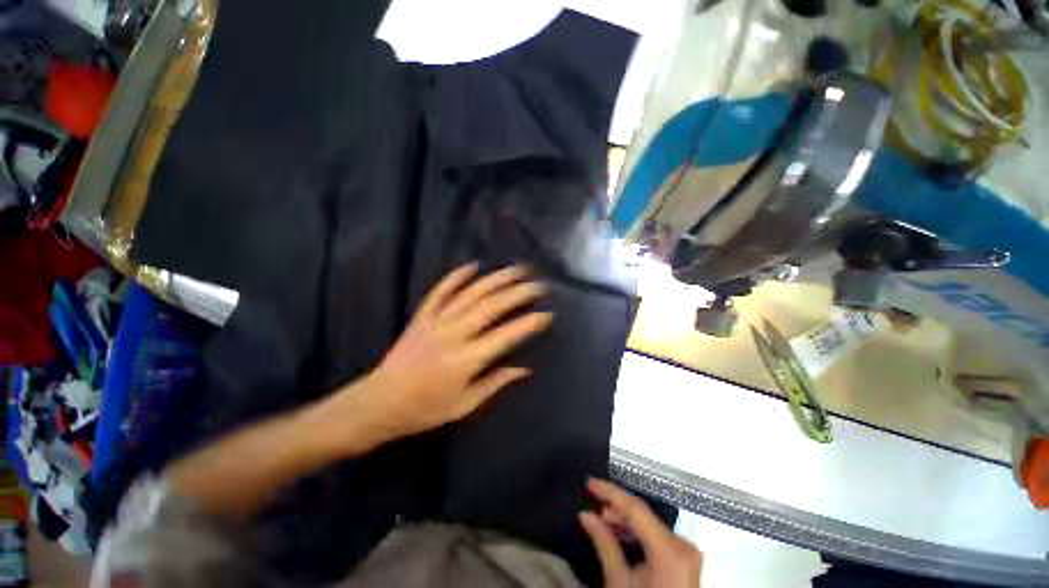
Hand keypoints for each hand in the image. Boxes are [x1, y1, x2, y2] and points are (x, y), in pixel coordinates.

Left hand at [365, 263, 552, 439]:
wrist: (379, 403)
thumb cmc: (425, 409)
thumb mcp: (465, 404)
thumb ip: (496, 382)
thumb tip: (525, 369)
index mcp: (466, 360)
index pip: (506, 336)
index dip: (529, 323)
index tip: (547, 315)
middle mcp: (453, 334)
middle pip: (491, 306)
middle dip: (519, 292)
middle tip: (539, 285)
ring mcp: (436, 321)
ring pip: (471, 293)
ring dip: (496, 279)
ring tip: (517, 270)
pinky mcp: (422, 316)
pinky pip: (441, 291)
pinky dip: (457, 276)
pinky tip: (473, 265)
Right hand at [580, 478, 702, 587]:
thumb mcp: (619, 581)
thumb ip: (604, 543)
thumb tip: (586, 515)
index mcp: (669, 549)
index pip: (635, 508)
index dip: (610, 492)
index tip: (589, 483)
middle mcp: (682, 544)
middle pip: (643, 515)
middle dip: (616, 508)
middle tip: (593, 503)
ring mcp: (686, 552)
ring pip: (649, 524)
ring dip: (625, 520)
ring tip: (602, 519)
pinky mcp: (685, 559)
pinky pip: (657, 536)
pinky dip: (637, 533)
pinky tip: (620, 533)